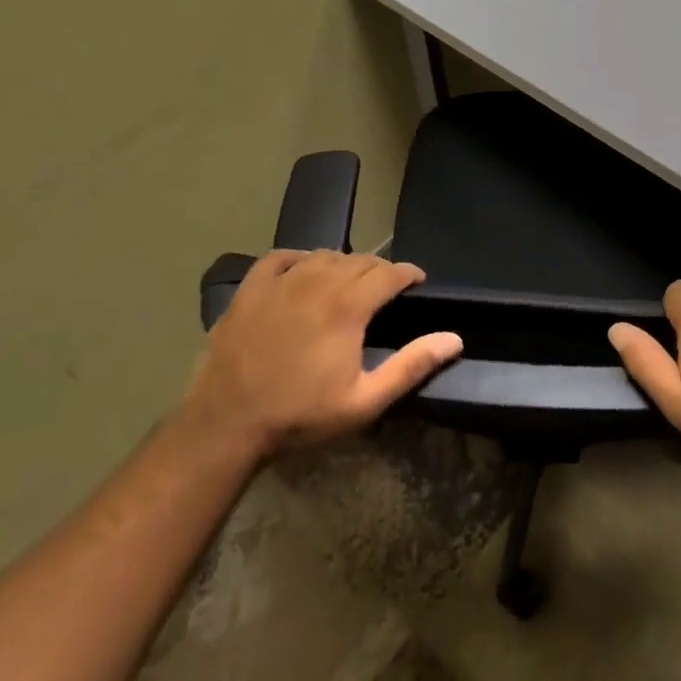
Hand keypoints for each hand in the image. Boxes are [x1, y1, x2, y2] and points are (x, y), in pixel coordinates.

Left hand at [180, 250, 462, 461]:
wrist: (226, 425)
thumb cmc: (300, 415)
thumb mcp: (364, 401)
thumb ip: (411, 366)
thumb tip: (454, 339)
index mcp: (347, 307)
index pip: (389, 273)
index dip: (408, 273)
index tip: (417, 281)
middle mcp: (316, 283)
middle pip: (358, 260)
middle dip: (379, 269)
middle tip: (386, 287)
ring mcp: (279, 284)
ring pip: (322, 255)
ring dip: (343, 263)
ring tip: (349, 279)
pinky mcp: (249, 291)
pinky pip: (278, 258)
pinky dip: (297, 257)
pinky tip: (302, 267)